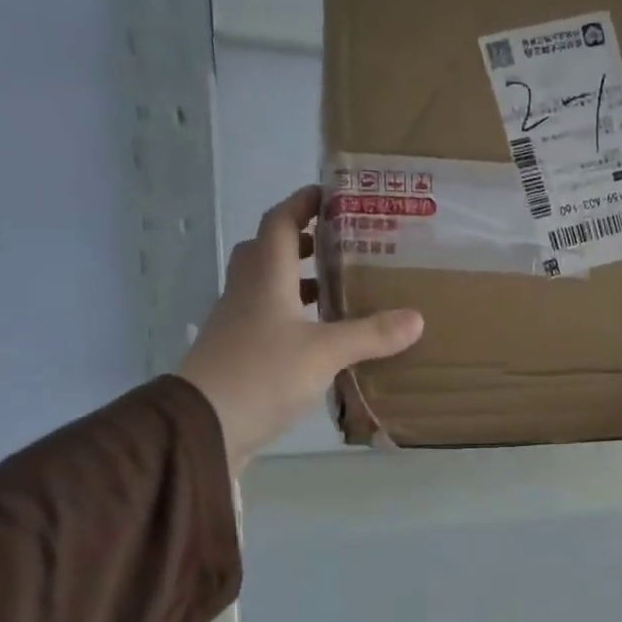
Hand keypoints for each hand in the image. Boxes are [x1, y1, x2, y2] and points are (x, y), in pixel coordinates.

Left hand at [178, 186, 422, 471]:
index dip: (301, 204)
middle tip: (336, 245)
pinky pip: (267, 322)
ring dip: (297, 282)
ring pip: (266, 288)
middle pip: (266, 253)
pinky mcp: (238, 355)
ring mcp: (238, 325)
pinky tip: (318, 338)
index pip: (279, 224)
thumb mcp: (325, 352)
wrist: (204, 426)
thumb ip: (370, 334)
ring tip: (336, 291)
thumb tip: (416, 318)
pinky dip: (293, 318)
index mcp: (265, 278)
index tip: (328, 195)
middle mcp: (247, 294)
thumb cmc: (262, 374)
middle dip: (300, 243)